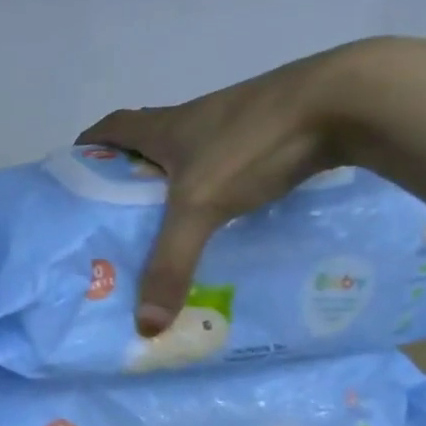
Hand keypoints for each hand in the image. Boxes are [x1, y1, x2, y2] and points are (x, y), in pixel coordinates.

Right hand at [77, 43, 369, 337]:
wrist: (350, 99)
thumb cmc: (253, 143)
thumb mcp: (202, 207)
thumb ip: (171, 264)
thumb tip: (145, 326)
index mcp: (165, 127)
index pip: (111, 127)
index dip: (89, 145)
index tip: (75, 172)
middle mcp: (195, 119)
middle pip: (147, 140)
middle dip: (127, 171)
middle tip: (117, 213)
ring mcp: (236, 121)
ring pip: (190, 151)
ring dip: (173, 178)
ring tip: (166, 223)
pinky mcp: (272, 130)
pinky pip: (228, 159)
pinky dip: (216, 182)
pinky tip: (224, 214)